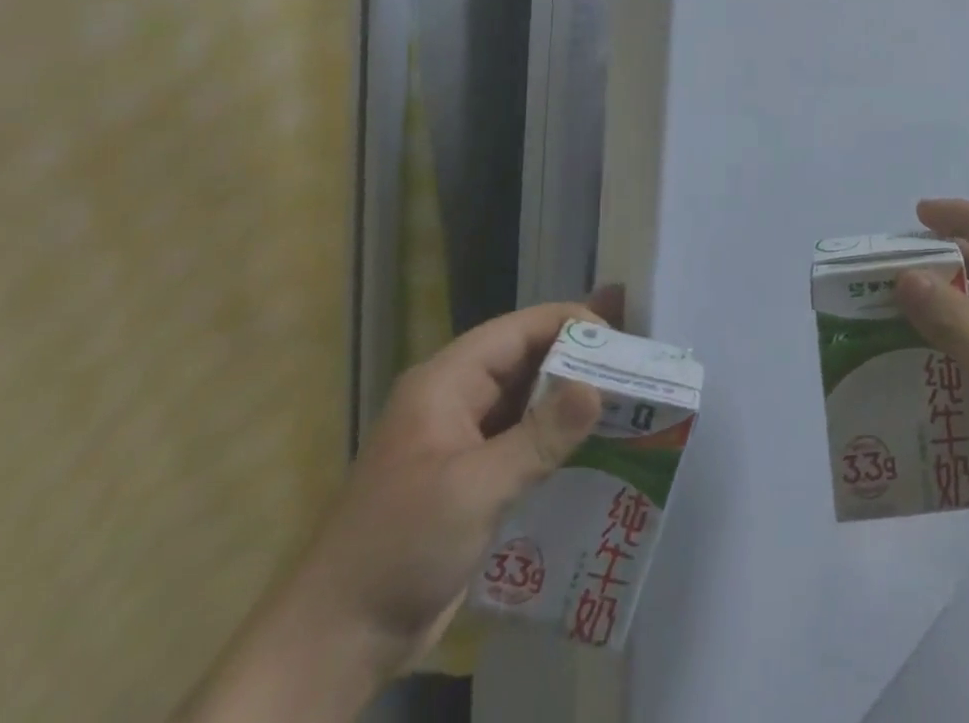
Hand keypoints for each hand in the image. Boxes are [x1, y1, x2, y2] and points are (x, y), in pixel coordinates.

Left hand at [287, 292, 621, 677]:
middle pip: (528, 360)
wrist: (334, 644)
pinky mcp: (472, 478)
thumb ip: (540, 436)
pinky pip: (524, 440)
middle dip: (579, 360)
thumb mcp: (474, 488)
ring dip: (572, 401)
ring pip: (529, 401)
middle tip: (634, 367)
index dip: (570, 324)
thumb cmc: (399, 548)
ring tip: (629, 400)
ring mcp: (464, 440)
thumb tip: (599, 388)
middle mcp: (457, 399)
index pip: (520, 330)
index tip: (619, 342)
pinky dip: (558, 438)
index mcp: (447, 382)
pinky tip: (598, 447)